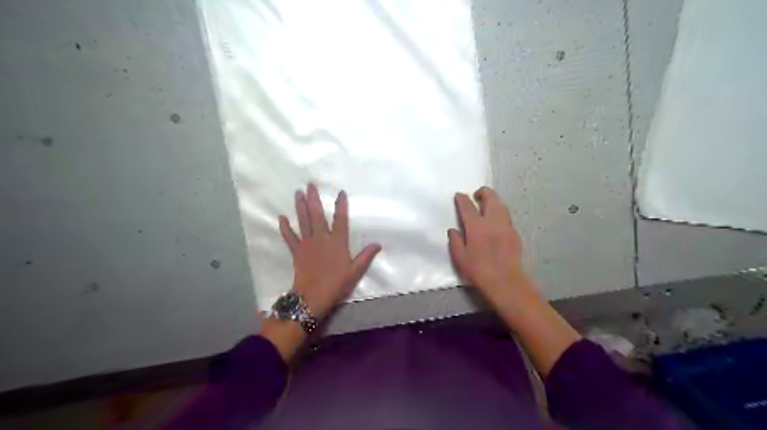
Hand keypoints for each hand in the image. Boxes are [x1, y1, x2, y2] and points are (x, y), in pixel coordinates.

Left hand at [279, 182, 379, 318]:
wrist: (313, 296)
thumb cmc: (336, 283)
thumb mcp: (355, 271)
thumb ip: (366, 256)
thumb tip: (378, 244)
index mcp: (337, 242)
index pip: (340, 219)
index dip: (341, 205)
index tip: (340, 192)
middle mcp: (322, 238)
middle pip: (317, 214)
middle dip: (314, 198)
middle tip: (310, 184)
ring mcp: (307, 243)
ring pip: (303, 221)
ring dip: (300, 206)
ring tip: (298, 193)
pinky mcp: (296, 251)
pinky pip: (289, 237)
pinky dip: (285, 227)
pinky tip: (281, 217)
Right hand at [451, 186, 533, 301]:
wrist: (505, 282)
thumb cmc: (479, 271)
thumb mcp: (460, 258)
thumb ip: (455, 241)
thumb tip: (453, 230)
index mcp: (477, 226)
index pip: (468, 206)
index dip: (462, 198)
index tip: (459, 196)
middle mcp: (493, 222)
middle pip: (491, 198)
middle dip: (483, 192)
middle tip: (476, 196)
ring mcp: (506, 226)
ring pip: (501, 206)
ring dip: (493, 202)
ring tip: (486, 207)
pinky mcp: (515, 234)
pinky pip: (506, 218)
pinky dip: (500, 214)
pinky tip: (495, 224)